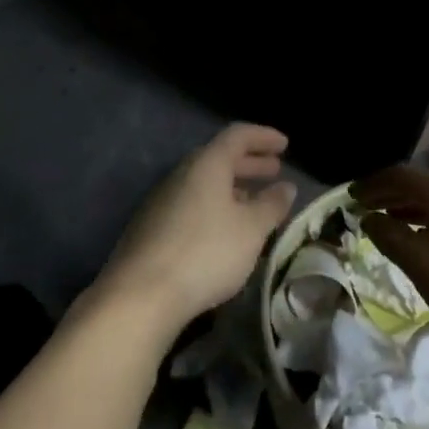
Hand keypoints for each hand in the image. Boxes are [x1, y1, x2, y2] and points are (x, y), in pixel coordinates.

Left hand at [91, 124, 297, 342]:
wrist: (143, 292)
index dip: (263, 137)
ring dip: (232, 187)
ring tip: (255, 201)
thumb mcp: (250, 229)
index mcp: (205, 165)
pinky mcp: (152, 226)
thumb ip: (271, 205)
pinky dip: (215, 206)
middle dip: (249, 163)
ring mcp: (162, 200)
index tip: (285, 144)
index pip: (237, 136)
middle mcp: (181, 174)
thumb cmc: (206, 252)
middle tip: (275, 170)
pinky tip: (225, 230)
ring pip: (203, 183)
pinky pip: (191, 204)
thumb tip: (285, 187)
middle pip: (218, 158)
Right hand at [351, 165, 428, 349]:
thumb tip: (370, 218)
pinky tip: (428, 242)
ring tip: (392, 224)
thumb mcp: (416, 261)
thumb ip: (388, 235)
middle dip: (391, 195)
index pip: (399, 175)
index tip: (352, 196)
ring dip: (412, 210)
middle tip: (367, 208)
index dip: (372, 184)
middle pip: (421, 186)